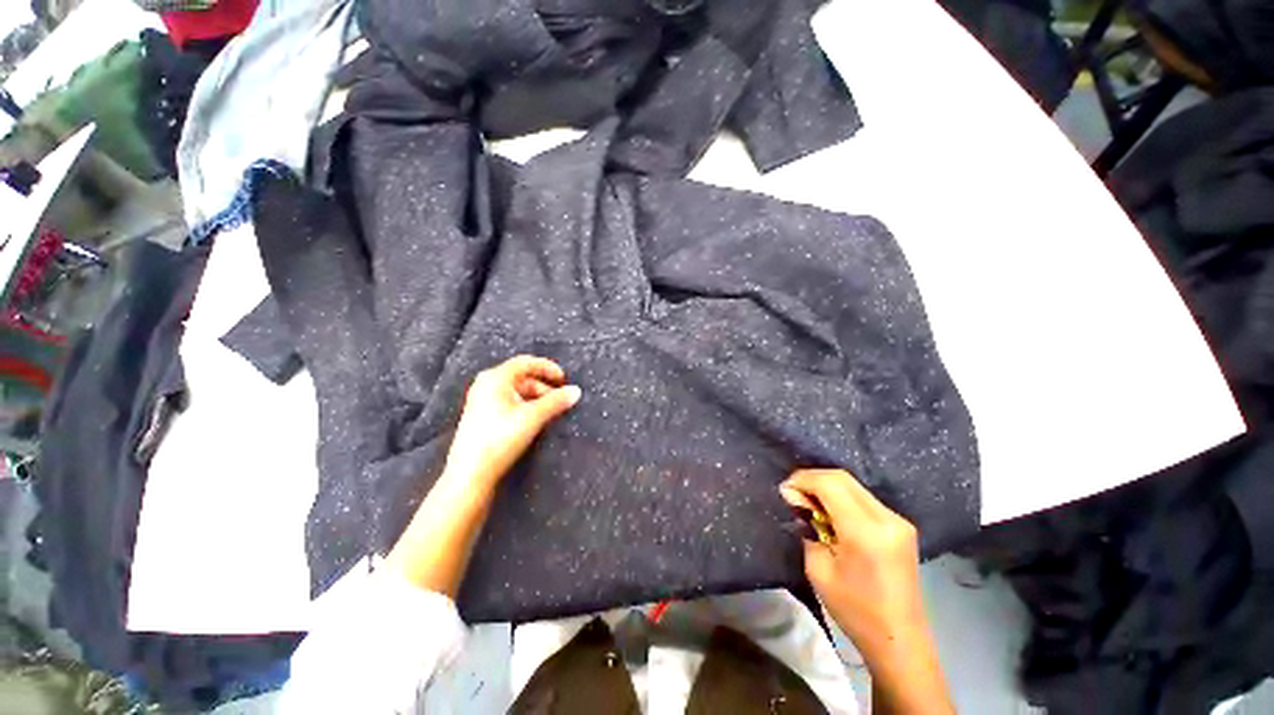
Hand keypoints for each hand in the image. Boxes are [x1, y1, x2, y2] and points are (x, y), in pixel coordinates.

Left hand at [387, 355, 578, 596]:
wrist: (465, 485)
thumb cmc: (494, 448)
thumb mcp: (529, 421)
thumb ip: (555, 404)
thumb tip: (578, 393)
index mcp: (492, 382)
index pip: (524, 362)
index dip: (547, 366)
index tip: (565, 377)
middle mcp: (485, 390)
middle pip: (521, 376)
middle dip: (543, 383)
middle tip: (561, 395)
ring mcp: (483, 409)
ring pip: (516, 393)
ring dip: (535, 397)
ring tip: (552, 410)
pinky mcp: (485, 425)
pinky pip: (511, 407)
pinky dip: (526, 409)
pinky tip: (536, 423)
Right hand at [780, 469, 953, 713]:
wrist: (900, 640)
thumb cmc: (855, 610)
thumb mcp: (818, 569)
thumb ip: (807, 528)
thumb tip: (798, 501)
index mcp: (866, 531)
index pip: (829, 483)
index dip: (802, 480)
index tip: (785, 492)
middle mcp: (886, 518)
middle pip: (842, 477)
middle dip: (812, 479)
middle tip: (794, 495)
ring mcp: (898, 520)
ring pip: (853, 485)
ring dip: (827, 487)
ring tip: (809, 505)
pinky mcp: (901, 526)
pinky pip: (864, 498)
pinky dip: (842, 497)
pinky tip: (831, 514)